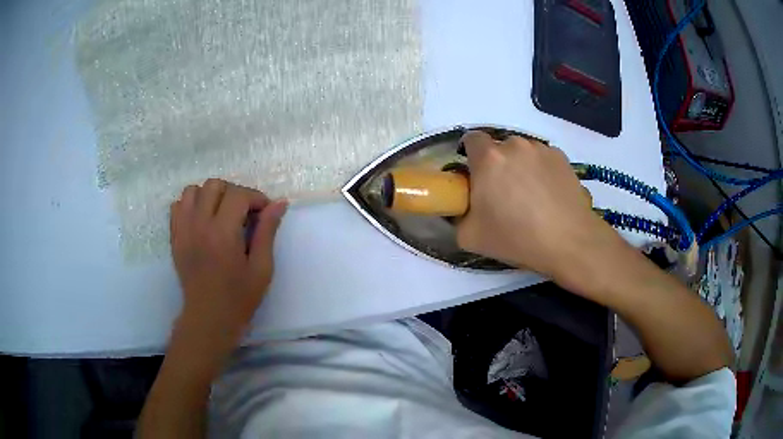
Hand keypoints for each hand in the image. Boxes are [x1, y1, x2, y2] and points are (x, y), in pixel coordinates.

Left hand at [169, 179, 287, 356]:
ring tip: (221, 213)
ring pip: (193, 191)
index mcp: (223, 233)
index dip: (256, 197)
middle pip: (214, 185)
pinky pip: (177, 205)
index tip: (265, 212)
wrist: (208, 319)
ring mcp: (183, 230)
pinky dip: (191, 205)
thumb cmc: (239, 298)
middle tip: (244, 212)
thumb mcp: (261, 268)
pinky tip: (202, 220)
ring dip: (210, 195)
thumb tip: (279, 203)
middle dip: (234, 192)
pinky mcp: (174, 237)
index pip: (238, 194)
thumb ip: (267, 231)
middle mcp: (199, 225)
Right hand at [456, 131, 621, 288]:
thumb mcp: (470, 237)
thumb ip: (458, 216)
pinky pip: (543, 159)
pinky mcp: (562, 157)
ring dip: (520, 166)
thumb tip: (463, 208)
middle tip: (503, 193)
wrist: (569, 242)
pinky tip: (549, 195)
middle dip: (497, 165)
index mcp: (488, 158)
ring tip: (531, 196)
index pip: (471, 139)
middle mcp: (514, 145)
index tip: (475, 175)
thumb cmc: (517, 238)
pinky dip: (541, 171)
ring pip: (522, 152)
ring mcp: (541, 149)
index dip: (470, 155)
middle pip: (499, 148)